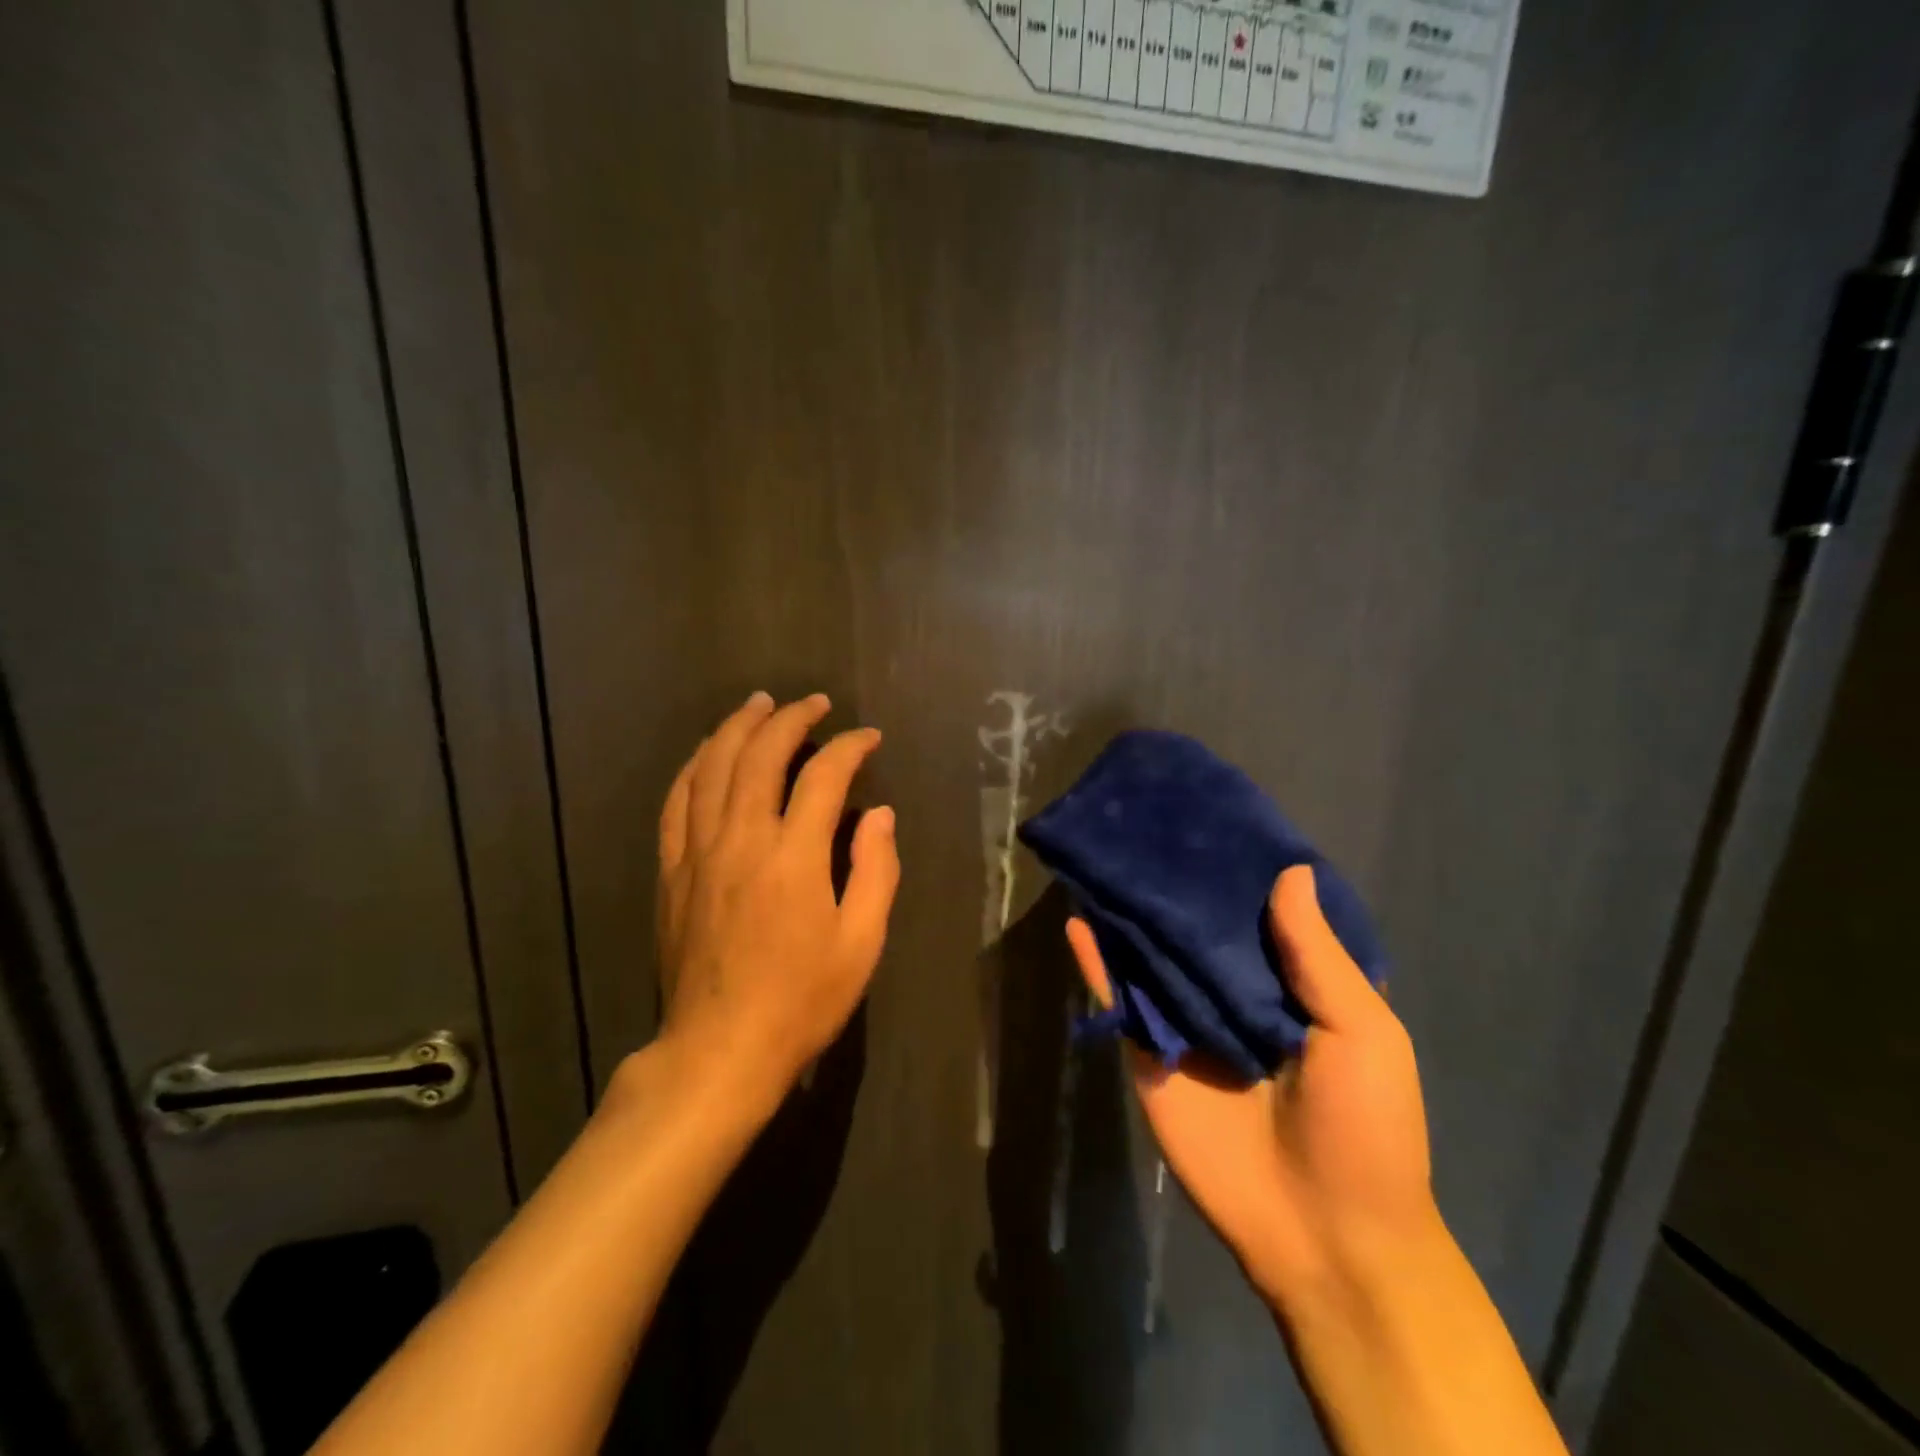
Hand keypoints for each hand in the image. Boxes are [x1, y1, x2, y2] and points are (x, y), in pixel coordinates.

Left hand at [654, 692, 899, 1104]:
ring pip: (712, 767)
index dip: (850, 747)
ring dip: (738, 727)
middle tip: (815, 703)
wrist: (719, 1049)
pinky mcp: (672, 870)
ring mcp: (698, 851)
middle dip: (791, 718)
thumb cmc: (802, 1000)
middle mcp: (741, 839)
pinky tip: (708, 752)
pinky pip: (677, 801)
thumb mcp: (861, 943)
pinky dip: (694, 766)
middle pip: (761, 755)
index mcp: (793, 856)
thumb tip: (879, 815)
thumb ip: (876, 870)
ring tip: (759, 704)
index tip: (869, 739)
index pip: (824, 776)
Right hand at [1066, 866, 1436, 1303]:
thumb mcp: (1362, 1032)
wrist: (1322, 1235)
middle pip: (1199, 927)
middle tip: (1147, 823)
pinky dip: (1096, 962)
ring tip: (1104, 856)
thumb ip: (1318, 955)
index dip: (1241, 869)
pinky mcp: (1149, 1051)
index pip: (1262, 913)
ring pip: (1153, 954)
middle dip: (1177, 882)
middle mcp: (1234, 993)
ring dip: (1131, 912)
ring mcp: (1187, 1021)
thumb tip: (1290, 871)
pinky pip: (1119, 999)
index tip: (1216, 818)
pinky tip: (1078, 919)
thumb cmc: (1364, 1128)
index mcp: (1292, 985)